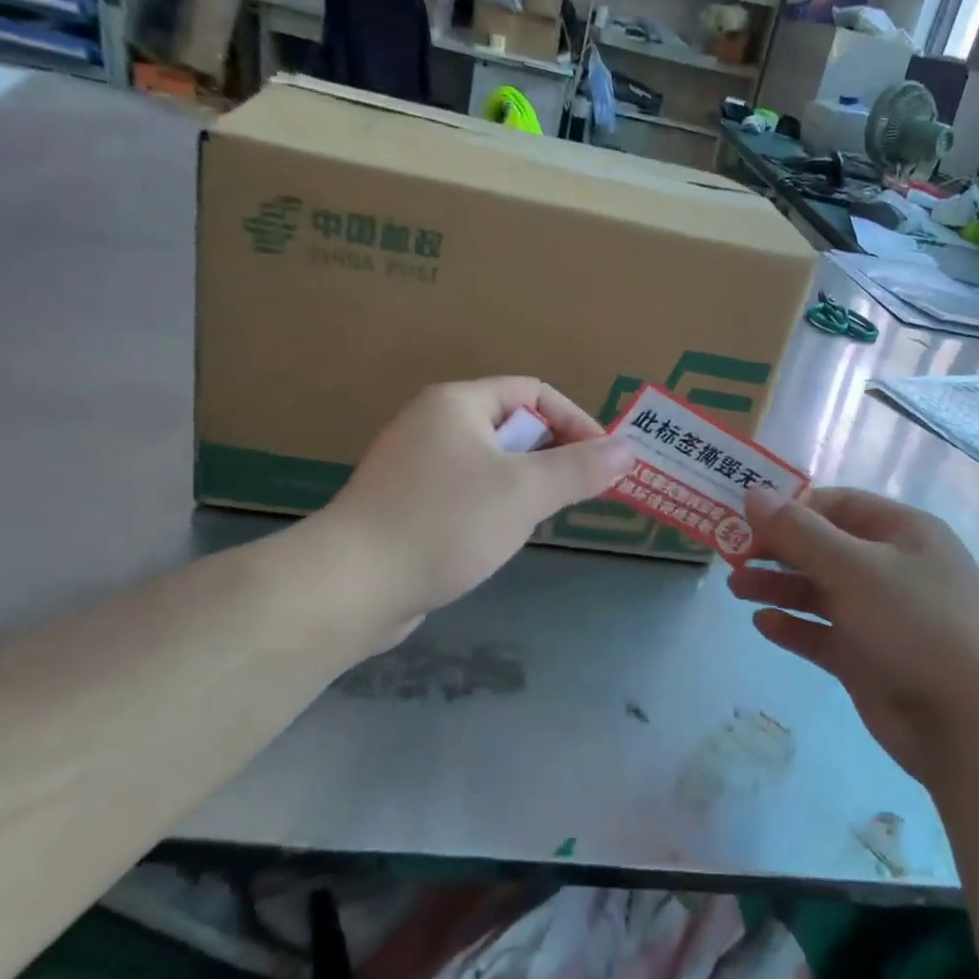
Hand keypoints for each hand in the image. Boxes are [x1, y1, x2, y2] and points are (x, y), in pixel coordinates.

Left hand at [316, 378, 633, 637]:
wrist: (349, 586)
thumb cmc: (444, 523)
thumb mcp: (524, 493)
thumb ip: (579, 469)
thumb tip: (628, 449)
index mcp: (457, 403)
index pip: (533, 392)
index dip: (575, 420)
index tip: (602, 461)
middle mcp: (432, 423)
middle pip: (511, 425)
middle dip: (551, 455)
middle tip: (574, 493)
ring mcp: (413, 465)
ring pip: (490, 462)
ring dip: (523, 484)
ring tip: (538, 519)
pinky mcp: (403, 504)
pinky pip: (464, 491)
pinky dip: (491, 506)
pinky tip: (495, 539)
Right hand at [730, 486, 978, 785]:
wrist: (972, 727)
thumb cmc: (916, 625)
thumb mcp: (854, 568)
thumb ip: (799, 531)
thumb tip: (754, 492)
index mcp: (903, 532)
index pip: (838, 504)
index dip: (793, 508)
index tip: (749, 519)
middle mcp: (892, 568)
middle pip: (824, 547)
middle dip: (779, 549)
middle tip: (732, 555)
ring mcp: (881, 615)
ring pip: (820, 591)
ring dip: (778, 586)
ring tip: (736, 589)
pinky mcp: (869, 658)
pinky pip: (823, 633)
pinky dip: (794, 626)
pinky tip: (763, 624)